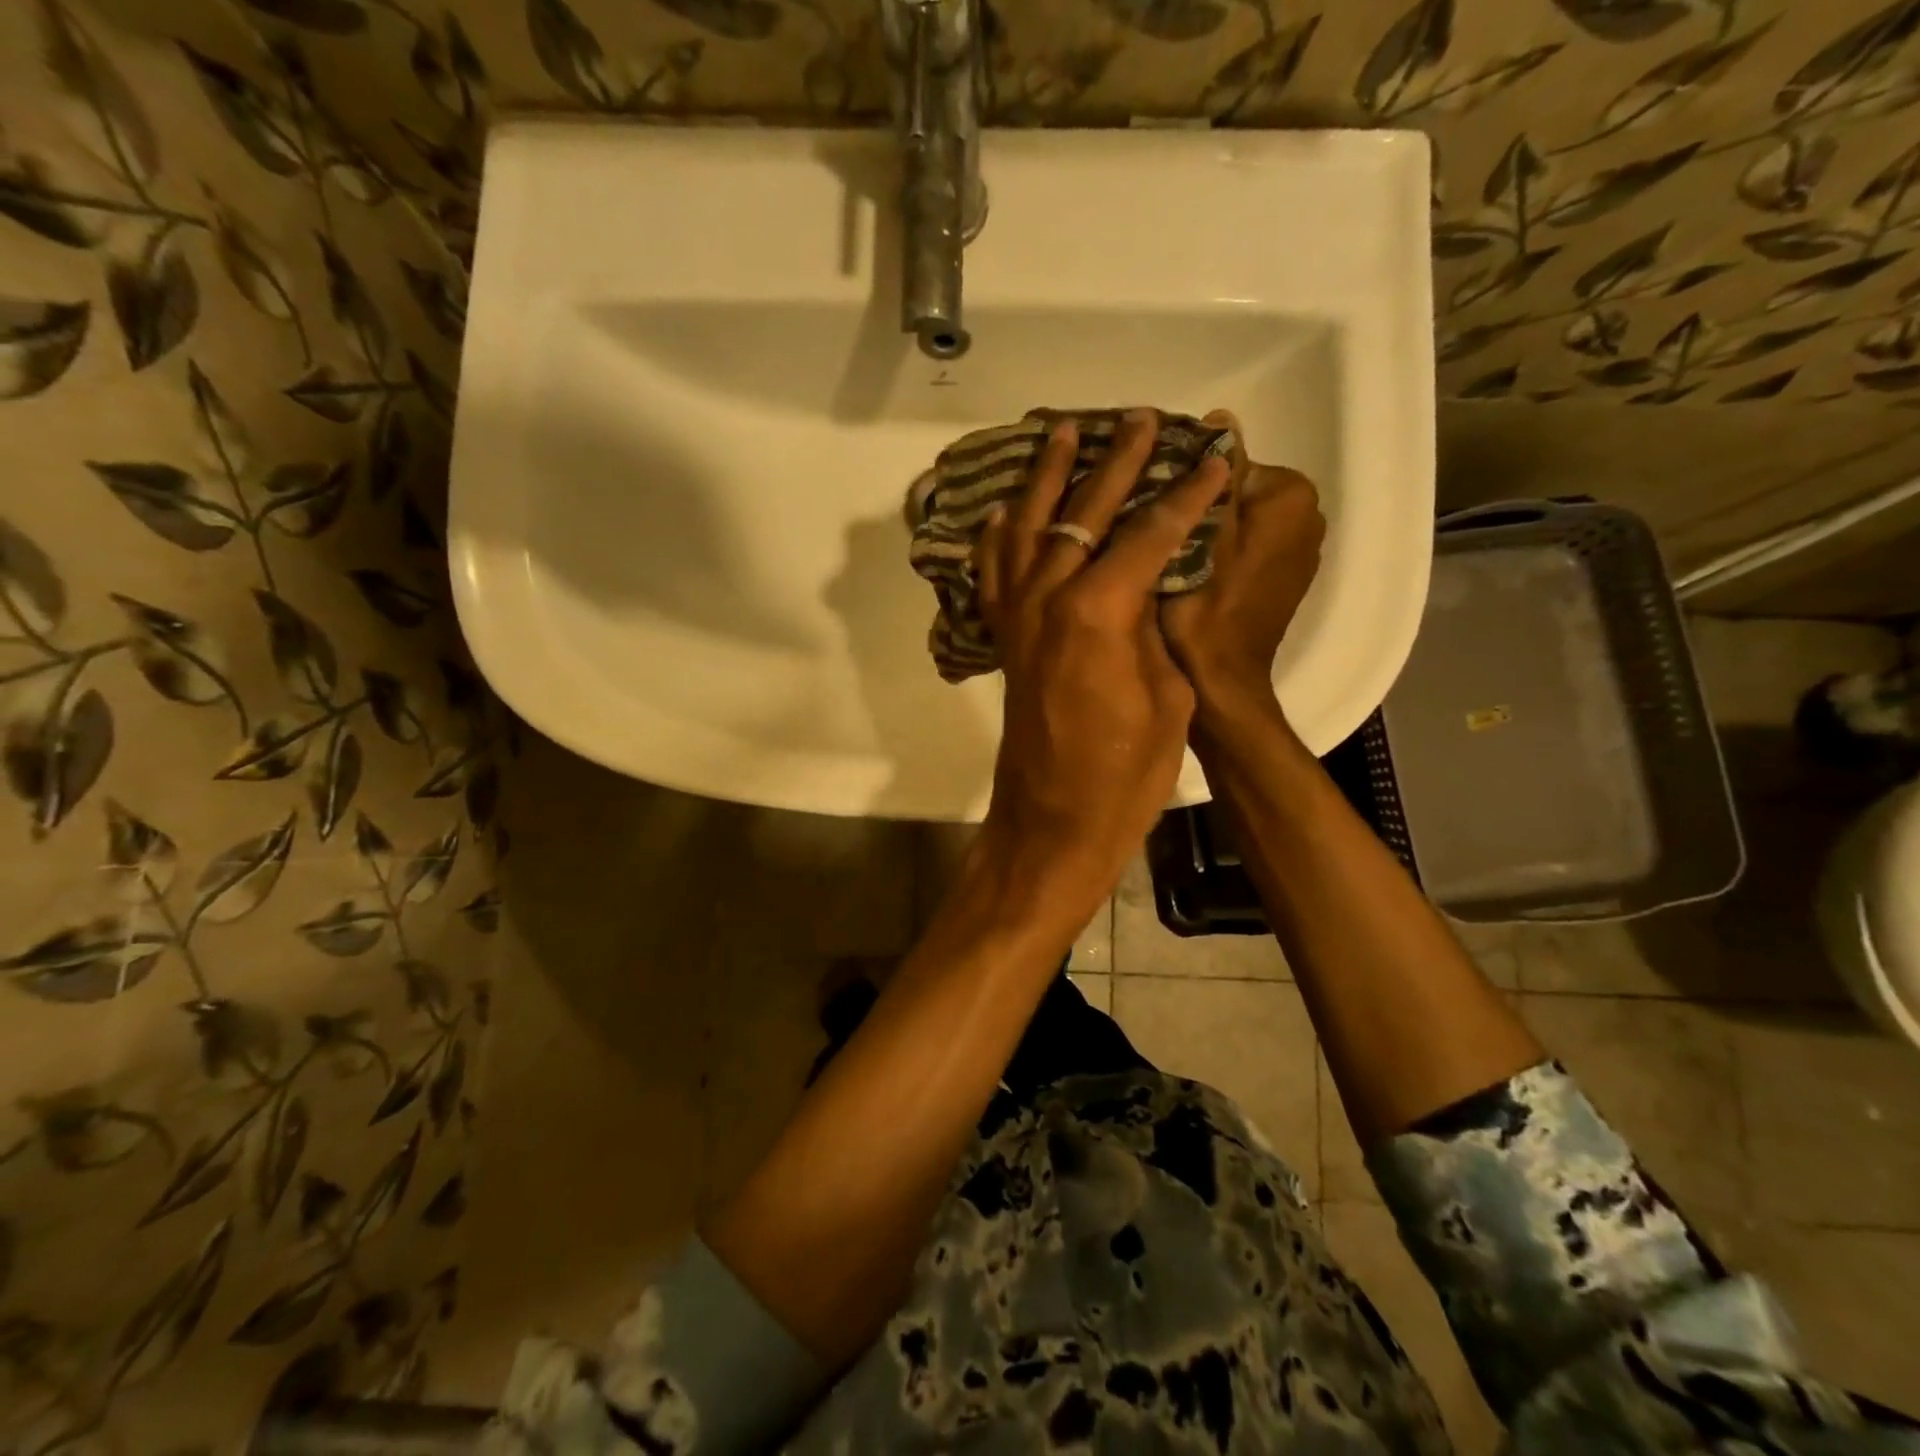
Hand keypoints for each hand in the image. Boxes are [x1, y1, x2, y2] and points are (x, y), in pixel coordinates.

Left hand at [974, 409, 1230, 907]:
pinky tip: (1009, 509)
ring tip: (1063, 432)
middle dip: (1117, 463)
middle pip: (1084, 513)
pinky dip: (1002, 534)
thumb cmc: (1126, 772)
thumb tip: (1147, 587)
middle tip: (1142, 420)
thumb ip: (1153, 628)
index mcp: (1098, 611)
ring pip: (1029, 528)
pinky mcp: (1004, 638)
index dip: (1186, 493)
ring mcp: (1017, 617)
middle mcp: (1048, 599)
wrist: (1055, 821)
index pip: (1148, 533)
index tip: (1213, 457)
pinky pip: (995, 572)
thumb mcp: (1168, 695)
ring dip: (1049, 478)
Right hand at [1160, 438, 1324, 722]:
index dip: (1183, 482)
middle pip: (1236, 490)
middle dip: (1198, 504)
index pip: (1227, 462)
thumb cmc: (1203, 610)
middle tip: (1154, 532)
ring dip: (1207, 528)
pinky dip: (1224, 551)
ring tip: (1168, 553)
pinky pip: (1249, 546)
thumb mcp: (1200, 536)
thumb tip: (1222, 418)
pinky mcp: (1286, 578)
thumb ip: (1215, 476)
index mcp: (1291, 496)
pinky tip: (1192, 573)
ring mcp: (1300, 550)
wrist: (1221, 681)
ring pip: (1240, 519)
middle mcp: (1308, 516)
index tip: (1149, 505)